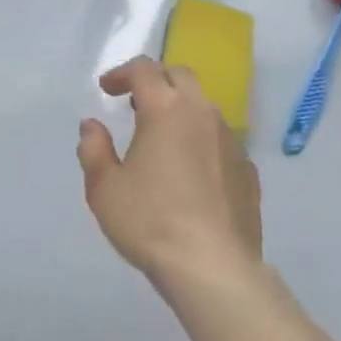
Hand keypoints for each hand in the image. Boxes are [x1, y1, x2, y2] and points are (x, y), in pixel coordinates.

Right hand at [78, 57, 261, 291]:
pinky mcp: (248, 171)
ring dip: (182, 109)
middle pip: (179, 76)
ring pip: (204, 107)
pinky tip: (194, 171)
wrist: (215, 271)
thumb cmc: (152, 223)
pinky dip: (203, 142)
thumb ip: (93, 150)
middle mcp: (201, 113)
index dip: (122, 73)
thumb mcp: (105, 189)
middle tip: (136, 102)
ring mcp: (230, 141)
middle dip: (156, 80)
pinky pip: (222, 141)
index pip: (143, 70)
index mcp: (165, 108)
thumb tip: (92, 126)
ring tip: (164, 137)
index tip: (107, 89)